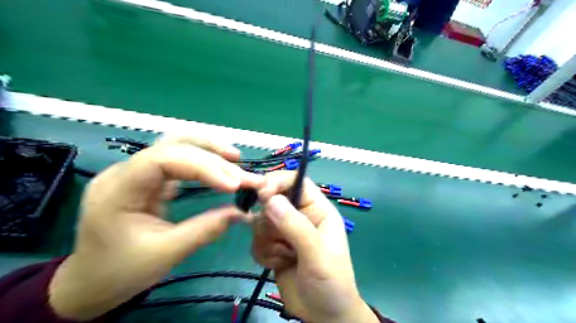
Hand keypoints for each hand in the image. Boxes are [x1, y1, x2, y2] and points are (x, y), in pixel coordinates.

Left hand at [49, 133, 265, 320]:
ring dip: (210, 150)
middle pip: (173, 145)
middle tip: (245, 176)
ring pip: (177, 145)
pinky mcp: (150, 179)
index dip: (203, 167)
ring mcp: (138, 172)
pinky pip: (180, 160)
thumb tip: (242, 212)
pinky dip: (204, 160)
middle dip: (213, 158)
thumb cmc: (121, 271)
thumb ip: (205, 230)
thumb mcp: (166, 254)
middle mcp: (126, 171)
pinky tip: (221, 165)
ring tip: (236, 159)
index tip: (233, 185)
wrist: (90, 282)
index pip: (163, 159)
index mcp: (118, 189)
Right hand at [253, 171, 378, 322]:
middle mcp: (300, 216)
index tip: (261, 194)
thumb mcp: (317, 253)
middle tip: (279, 240)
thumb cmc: (331, 281)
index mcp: (317, 209)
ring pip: (261, 221)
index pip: (296, 181)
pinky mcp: (273, 246)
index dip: (278, 182)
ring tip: (284, 257)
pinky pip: (256, 240)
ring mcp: (285, 231)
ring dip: (267, 241)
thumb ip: (295, 226)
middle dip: (270, 221)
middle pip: (273, 200)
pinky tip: (277, 264)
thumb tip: (270, 199)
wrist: (323, 315)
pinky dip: (263, 253)